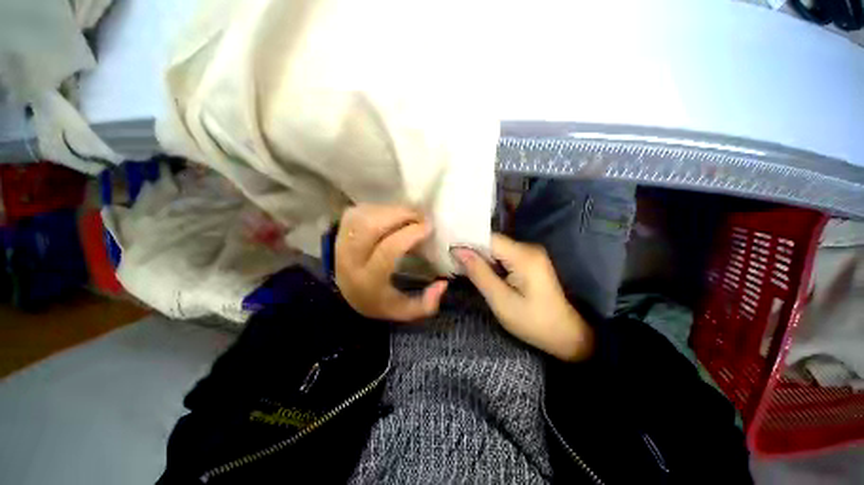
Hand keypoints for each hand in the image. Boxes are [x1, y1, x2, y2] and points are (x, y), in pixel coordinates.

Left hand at [336, 204, 447, 321]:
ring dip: (391, 210)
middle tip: (420, 216)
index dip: (410, 234)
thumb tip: (443, 283)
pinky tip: (391, 215)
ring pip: (366, 215)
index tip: (428, 227)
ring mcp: (341, 241)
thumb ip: (426, 304)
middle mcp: (351, 258)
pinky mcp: (340, 229)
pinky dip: (380, 208)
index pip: (388, 250)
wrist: (342, 294)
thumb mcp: (402, 310)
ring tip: (408, 214)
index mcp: (368, 281)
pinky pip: (360, 211)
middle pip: (372, 226)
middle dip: (400, 215)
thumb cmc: (377, 300)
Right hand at [452, 234, 593, 361]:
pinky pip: (503, 256)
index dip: (467, 243)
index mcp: (524, 256)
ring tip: (459, 265)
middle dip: (471, 250)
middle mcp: (528, 248)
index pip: (488, 239)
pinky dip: (489, 262)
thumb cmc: (533, 322)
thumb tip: (458, 251)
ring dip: (479, 257)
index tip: (447, 250)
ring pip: (496, 249)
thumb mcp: (501, 301)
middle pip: (492, 242)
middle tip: (450, 260)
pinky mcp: (529, 261)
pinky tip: (478, 270)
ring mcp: (530, 254)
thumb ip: (479, 273)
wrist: (566, 335)